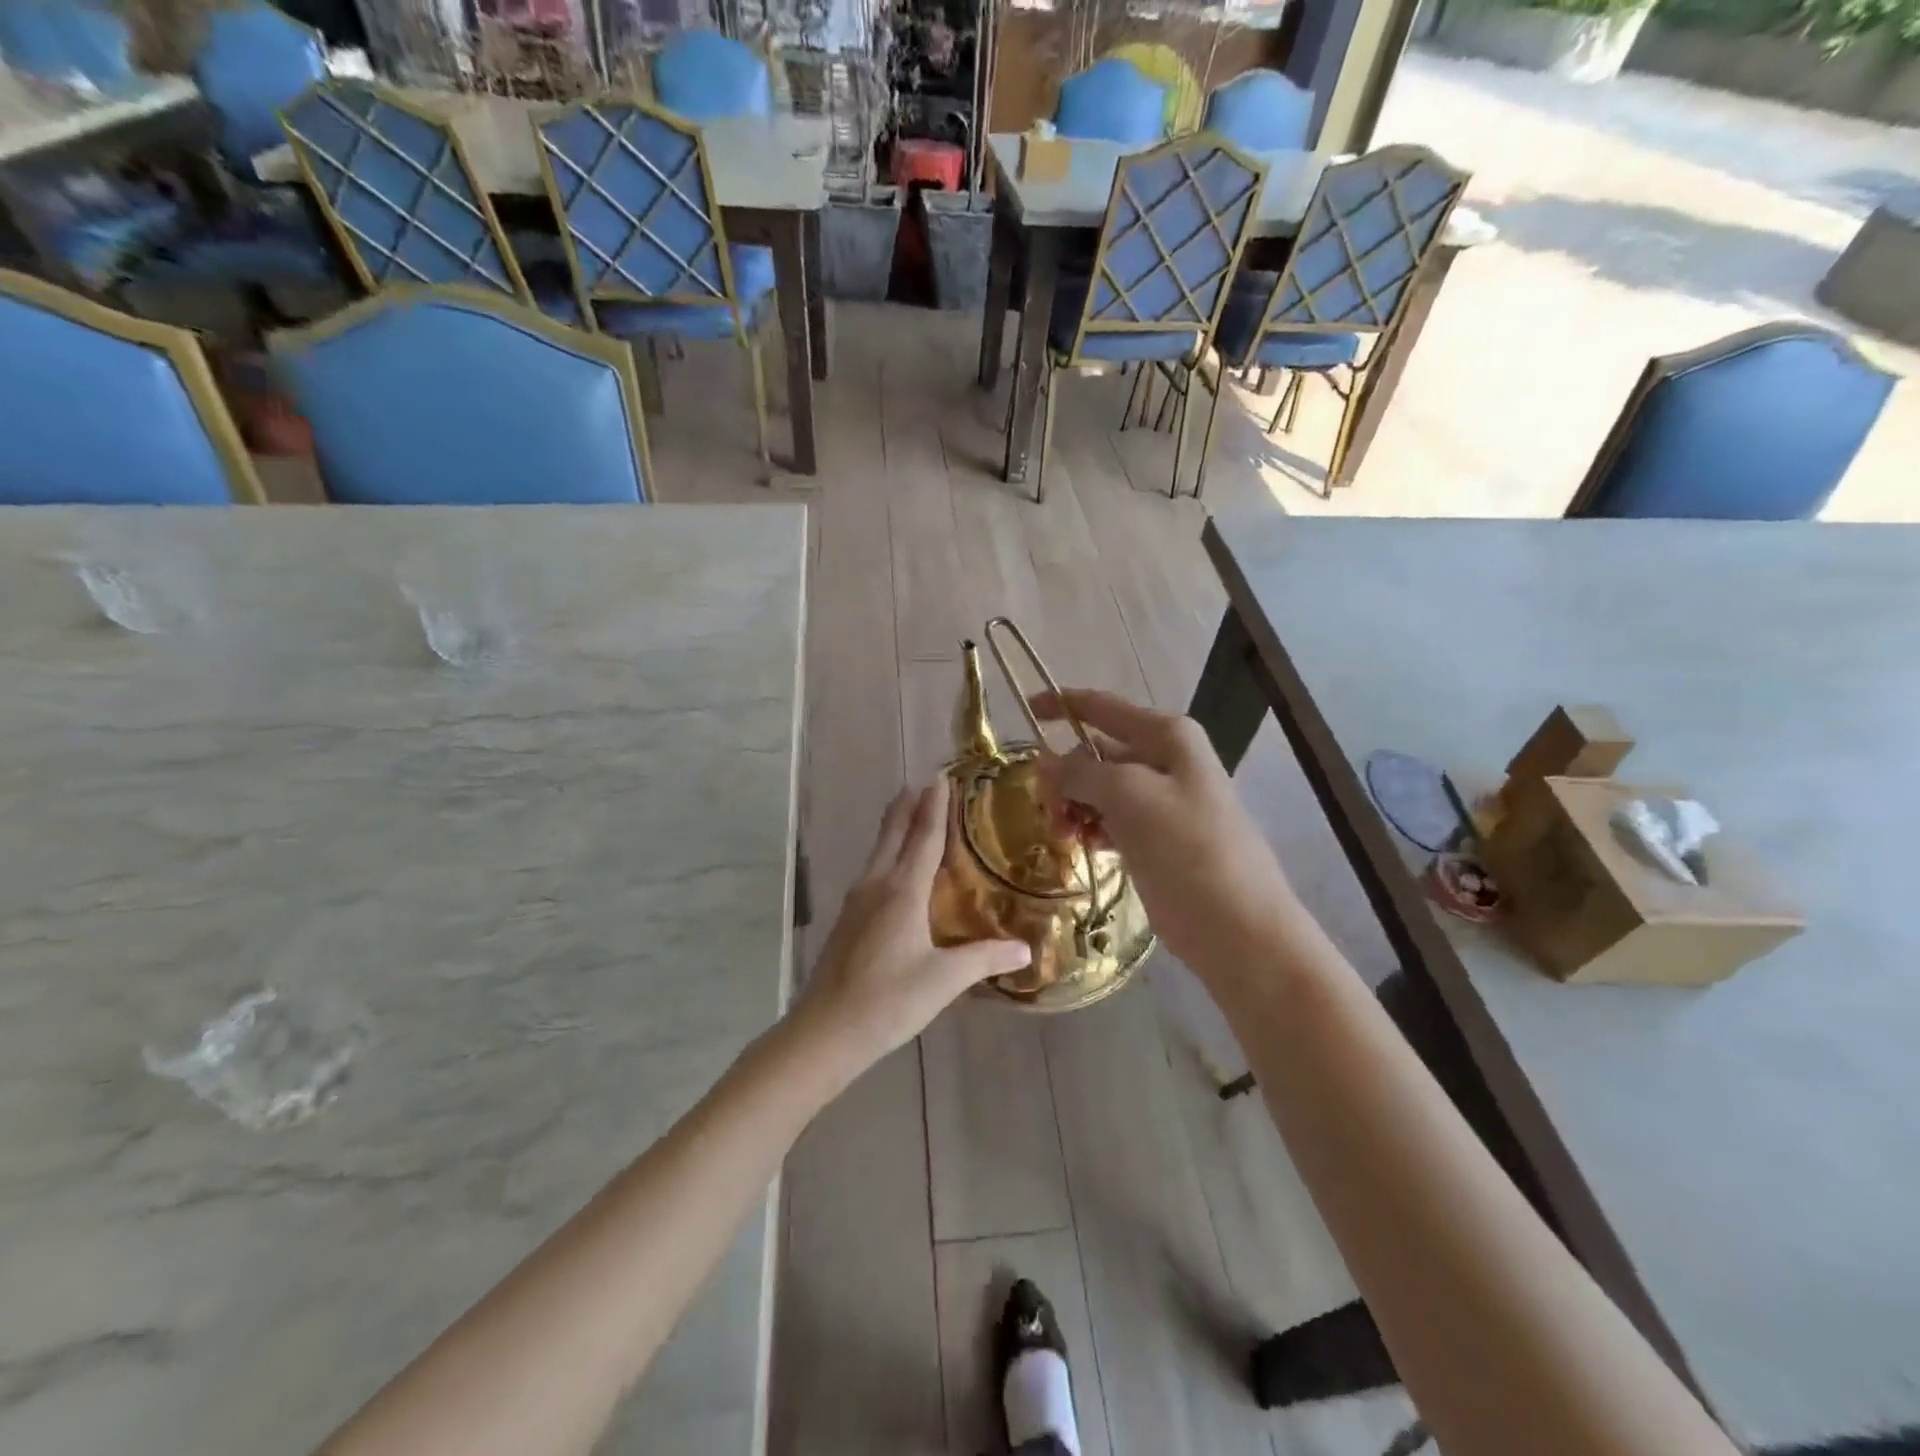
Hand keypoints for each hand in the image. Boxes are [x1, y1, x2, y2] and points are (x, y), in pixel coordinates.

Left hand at [795, 778, 1030, 1072]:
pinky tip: (892, 869)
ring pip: (878, 852)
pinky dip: (886, 854)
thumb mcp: (944, 980)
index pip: (923, 838)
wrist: (826, 1030)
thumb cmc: (888, 1000)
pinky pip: (872, 871)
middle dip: (908, 807)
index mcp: (902, 892)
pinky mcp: (847, 920)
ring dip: (894, 828)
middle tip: (922, 783)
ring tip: (908, 813)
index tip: (940, 779)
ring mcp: (856, 902)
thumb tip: (1025, 949)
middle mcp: (877, 886)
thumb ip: (984, 958)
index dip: (935, 808)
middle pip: (893, 834)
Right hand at [1032, 689, 1300, 981]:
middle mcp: (1166, 760)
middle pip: (1098, 751)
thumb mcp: (1130, 798)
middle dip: (1065, 772)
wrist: (1239, 928)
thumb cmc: (1188, 850)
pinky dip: (1092, 826)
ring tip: (1063, 833)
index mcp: (1167, 736)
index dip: (1061, 704)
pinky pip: (1113, 819)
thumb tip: (1044, 762)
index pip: (1102, 707)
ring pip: (1101, 789)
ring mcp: (1164, 801)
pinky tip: (1083, 845)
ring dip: (1075, 804)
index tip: (1023, 712)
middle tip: (1046, 808)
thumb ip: (1081, 773)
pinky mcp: (1159, 838)